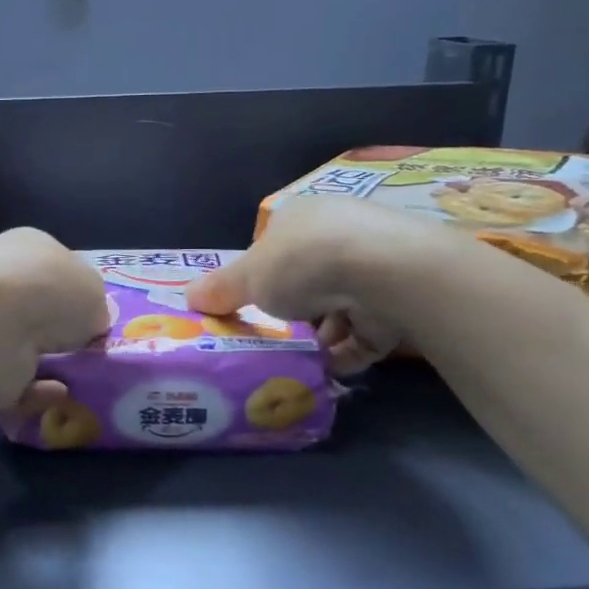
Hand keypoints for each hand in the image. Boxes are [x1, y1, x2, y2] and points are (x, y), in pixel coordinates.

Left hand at [0, 228, 109, 411]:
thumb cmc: (49, 291)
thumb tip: (87, 323)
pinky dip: (37, 391)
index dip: (77, 291)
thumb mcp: (95, 289)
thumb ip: (93, 306)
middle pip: (37, 308)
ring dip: (50, 364)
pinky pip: (13, 382)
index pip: (55, 266)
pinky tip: (57, 393)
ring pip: (23, 347)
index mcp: (27, 247)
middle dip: (60, 331)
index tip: (95, 318)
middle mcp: (1, 279)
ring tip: (80, 378)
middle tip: (89, 352)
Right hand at [186, 196, 468, 372]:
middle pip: (309, 279)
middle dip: (292, 311)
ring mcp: (376, 266)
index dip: (261, 278)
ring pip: (340, 307)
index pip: (277, 247)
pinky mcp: (400, 300)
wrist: (384, 273)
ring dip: (320, 335)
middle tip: (273, 337)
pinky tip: (327, 370)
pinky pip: (367, 331)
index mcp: (303, 217)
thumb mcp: (248, 276)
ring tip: (299, 359)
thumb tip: (188, 297)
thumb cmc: (303, 262)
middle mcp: (341, 233)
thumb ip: (221, 289)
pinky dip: (347, 351)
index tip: (250, 306)